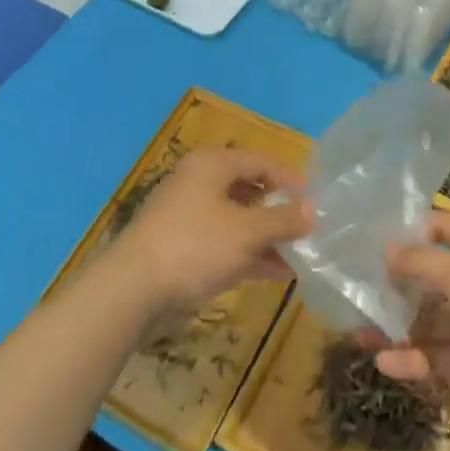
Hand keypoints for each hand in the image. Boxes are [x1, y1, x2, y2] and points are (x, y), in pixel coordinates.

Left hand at [107, 149, 311, 320]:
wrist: (132, 289)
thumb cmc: (195, 247)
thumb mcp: (247, 232)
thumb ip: (283, 219)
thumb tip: (313, 208)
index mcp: (212, 165)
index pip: (261, 161)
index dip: (291, 179)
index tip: (317, 202)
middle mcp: (199, 182)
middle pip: (249, 189)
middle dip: (279, 211)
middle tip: (309, 230)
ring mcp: (189, 215)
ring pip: (237, 219)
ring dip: (267, 236)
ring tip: (299, 256)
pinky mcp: (182, 246)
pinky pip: (224, 242)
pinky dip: (249, 253)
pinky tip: (276, 273)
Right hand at [371, 210, 449, 441]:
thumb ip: (420, 262)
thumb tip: (385, 249)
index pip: (439, 227)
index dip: (407, 230)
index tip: (369, 239)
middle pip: (427, 277)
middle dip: (392, 284)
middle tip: (352, 290)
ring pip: (426, 321)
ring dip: (394, 327)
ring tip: (357, 332)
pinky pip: (435, 358)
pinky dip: (411, 360)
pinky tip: (383, 364)